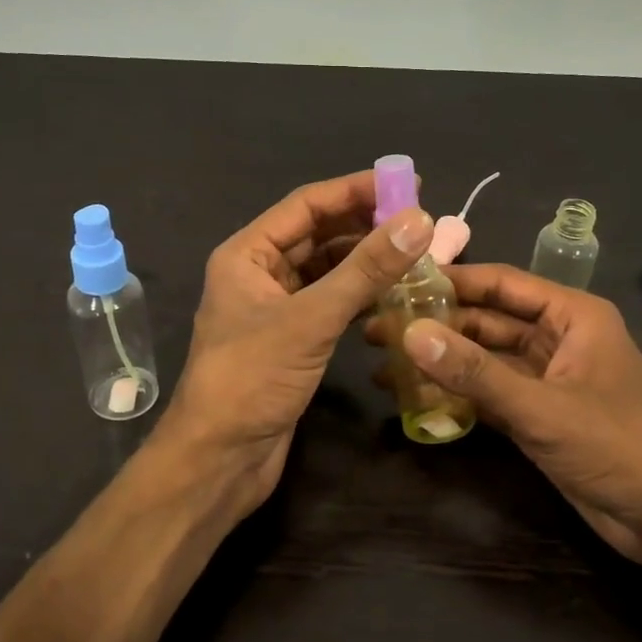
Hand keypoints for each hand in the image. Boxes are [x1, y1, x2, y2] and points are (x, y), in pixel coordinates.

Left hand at [161, 169, 434, 517]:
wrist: (221, 458)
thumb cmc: (253, 378)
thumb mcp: (312, 318)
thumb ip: (365, 269)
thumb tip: (419, 220)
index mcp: (247, 254)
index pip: (306, 205)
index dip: (356, 190)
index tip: (408, 183)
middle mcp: (258, 273)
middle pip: (317, 234)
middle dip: (364, 224)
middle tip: (419, 221)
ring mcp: (274, 308)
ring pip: (326, 270)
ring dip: (365, 261)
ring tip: (415, 253)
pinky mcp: (291, 340)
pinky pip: (330, 302)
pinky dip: (359, 294)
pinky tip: (393, 293)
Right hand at [382, 264, 641, 588]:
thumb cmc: (617, 446)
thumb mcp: (543, 407)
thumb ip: (476, 373)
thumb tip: (411, 335)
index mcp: (572, 316)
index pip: (502, 283)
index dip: (451, 280)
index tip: (398, 282)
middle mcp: (557, 338)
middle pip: (486, 321)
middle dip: (436, 326)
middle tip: (377, 330)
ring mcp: (545, 378)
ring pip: (483, 359)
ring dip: (441, 362)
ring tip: (384, 365)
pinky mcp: (536, 414)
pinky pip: (488, 393)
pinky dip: (456, 395)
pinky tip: (415, 398)